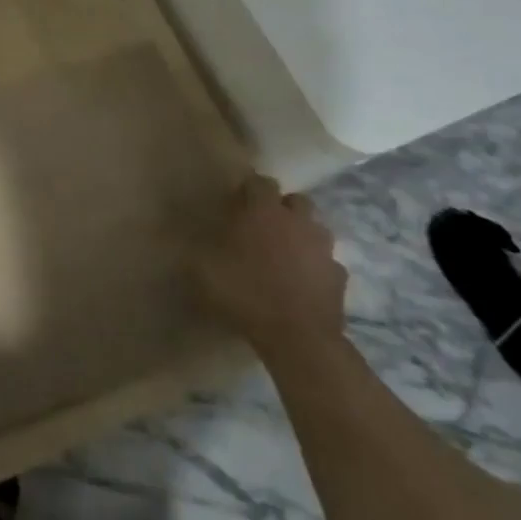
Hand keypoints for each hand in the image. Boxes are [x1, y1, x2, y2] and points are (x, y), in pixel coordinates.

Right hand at [195, 176, 346, 357]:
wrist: (297, 337)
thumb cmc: (246, 292)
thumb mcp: (203, 270)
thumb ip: (196, 248)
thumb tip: (181, 236)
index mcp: (264, 211)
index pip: (260, 182)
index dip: (248, 189)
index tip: (236, 204)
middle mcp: (298, 221)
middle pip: (296, 200)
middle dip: (282, 208)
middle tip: (264, 226)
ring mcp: (324, 249)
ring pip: (316, 229)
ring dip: (302, 235)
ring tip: (284, 253)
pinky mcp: (339, 277)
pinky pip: (327, 263)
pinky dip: (316, 267)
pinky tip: (302, 282)